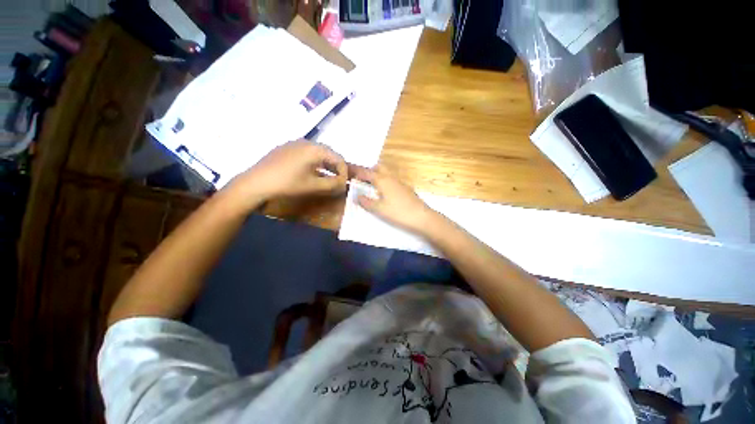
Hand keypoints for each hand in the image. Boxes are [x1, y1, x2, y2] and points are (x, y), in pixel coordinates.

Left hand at [225, 140, 347, 208]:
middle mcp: (307, 142)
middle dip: (336, 167)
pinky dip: (315, 162)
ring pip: (318, 153)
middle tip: (338, 180)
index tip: (344, 183)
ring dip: (326, 164)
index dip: (344, 171)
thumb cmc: (288, 184)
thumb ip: (333, 184)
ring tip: (327, 177)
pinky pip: (307, 153)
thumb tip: (344, 183)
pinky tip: (311, 172)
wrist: (256, 182)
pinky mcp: (286, 148)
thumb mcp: (314, 186)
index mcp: (315, 149)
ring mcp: (295, 143)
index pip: (338, 158)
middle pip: (329, 153)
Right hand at [354, 165, 438, 234]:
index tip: (350, 174)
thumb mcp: (379, 209)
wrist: (422, 217)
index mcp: (383, 180)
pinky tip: (385, 192)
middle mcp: (391, 177)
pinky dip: (385, 181)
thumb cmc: (398, 212)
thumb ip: (366, 202)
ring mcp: (400, 182)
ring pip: (387, 173)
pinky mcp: (406, 188)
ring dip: (378, 175)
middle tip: (362, 179)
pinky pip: (392, 179)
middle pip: (379, 167)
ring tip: (371, 186)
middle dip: (369, 170)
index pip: (367, 173)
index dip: (357, 172)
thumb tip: (357, 196)